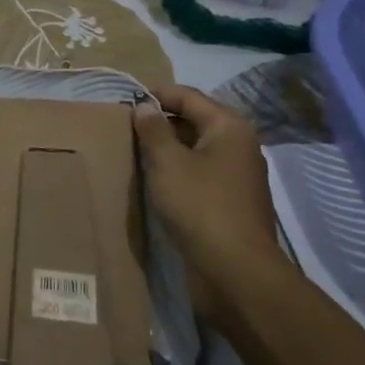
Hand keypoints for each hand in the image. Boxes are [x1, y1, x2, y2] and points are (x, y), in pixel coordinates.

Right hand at [134, 85, 279, 289]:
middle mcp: (239, 144)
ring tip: (135, 149)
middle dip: (161, 120)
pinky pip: (200, 171)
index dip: (156, 93)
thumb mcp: (168, 163)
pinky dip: (178, 168)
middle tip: (126, 124)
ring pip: (196, 147)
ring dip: (168, 146)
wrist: (236, 271)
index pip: (188, 96)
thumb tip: (144, 106)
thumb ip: (153, 130)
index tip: (125, 97)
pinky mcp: (231, 200)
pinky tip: (155, 178)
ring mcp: (237, 174)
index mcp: (229, 127)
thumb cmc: (200, 206)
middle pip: (195, 119)